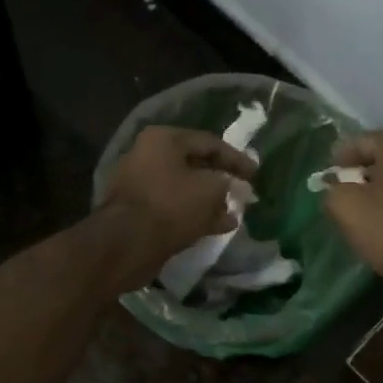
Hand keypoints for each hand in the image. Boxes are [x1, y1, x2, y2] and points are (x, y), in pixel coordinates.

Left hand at [97, 125, 258, 289]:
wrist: (126, 243)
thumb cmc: (171, 206)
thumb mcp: (210, 190)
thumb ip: (227, 184)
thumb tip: (232, 189)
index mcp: (163, 139)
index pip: (209, 142)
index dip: (236, 159)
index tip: (256, 175)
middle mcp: (148, 155)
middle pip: (194, 164)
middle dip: (221, 180)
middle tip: (243, 192)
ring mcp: (140, 184)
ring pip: (184, 188)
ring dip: (209, 200)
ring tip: (232, 213)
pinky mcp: (138, 211)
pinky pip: (172, 207)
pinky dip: (194, 214)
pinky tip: (216, 227)